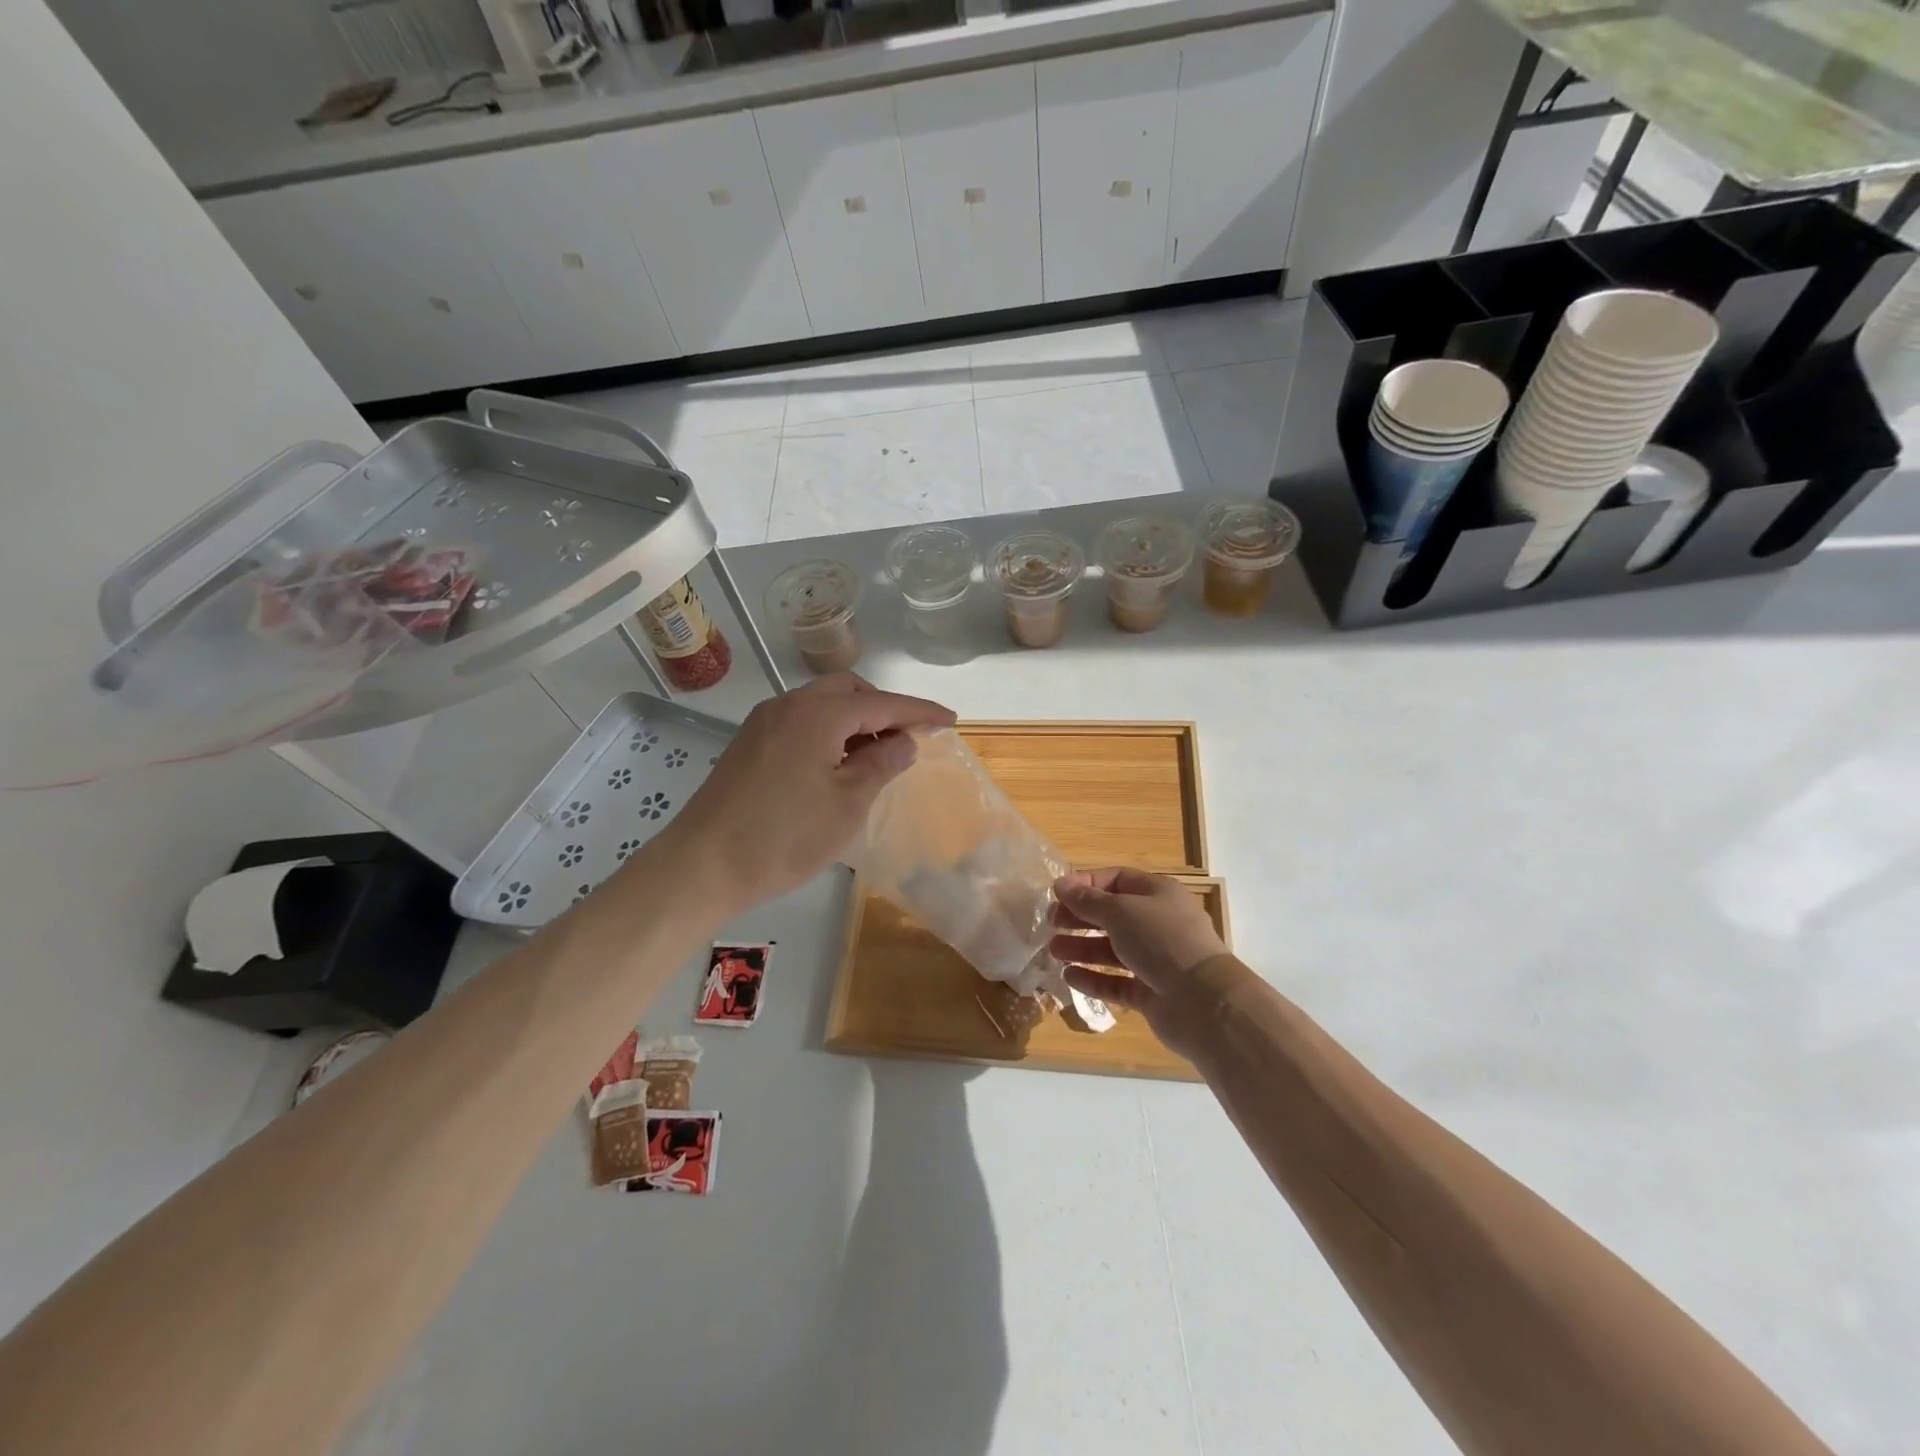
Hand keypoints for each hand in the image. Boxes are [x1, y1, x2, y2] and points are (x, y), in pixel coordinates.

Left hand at [657, 673, 954, 917]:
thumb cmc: (784, 836)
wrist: (702, 865)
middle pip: (848, 691)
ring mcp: (764, 723)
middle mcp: (789, 705)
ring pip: (821, 705)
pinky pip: (801, 722)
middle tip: (909, 738)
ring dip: (855, 720)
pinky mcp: (750, 744)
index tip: (951, 720)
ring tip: (877, 755)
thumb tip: (903, 741)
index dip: (920, 711)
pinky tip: (837, 763)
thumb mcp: (847, 804)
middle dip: (884, 709)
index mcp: (818, 713)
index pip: (882, 703)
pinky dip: (829, 731)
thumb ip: (881, 764)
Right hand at [1050, 868, 1241, 1058]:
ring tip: (1053, 950)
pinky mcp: (1150, 993)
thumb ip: (1087, 900)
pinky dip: (1093, 979)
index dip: (1086, 885)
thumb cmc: (1162, 941)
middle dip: (1080, 918)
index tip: (1057, 894)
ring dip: (1082, 948)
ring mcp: (1155, 960)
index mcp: (1157, 894)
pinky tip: (1069, 976)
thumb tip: (1060, 884)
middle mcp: (1157, 924)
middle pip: (1112, 915)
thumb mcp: (1121, 912)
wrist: (1203, 1002)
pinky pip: (1116, 982)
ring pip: (1112, 950)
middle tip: (1050, 924)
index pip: (1117, 880)